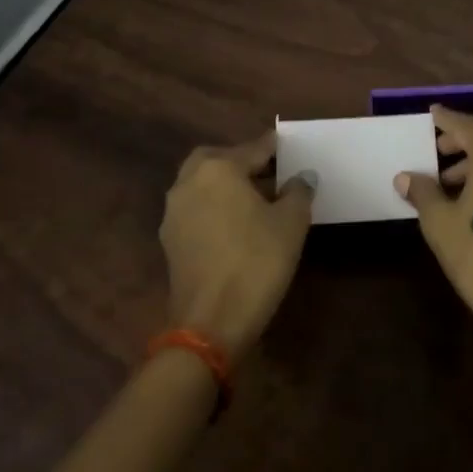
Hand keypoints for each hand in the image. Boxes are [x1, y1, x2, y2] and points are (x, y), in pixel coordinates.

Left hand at [161, 133, 312, 363]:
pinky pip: (196, 209)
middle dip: (241, 161)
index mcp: (218, 168)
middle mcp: (189, 182)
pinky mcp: (170, 241)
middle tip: (268, 173)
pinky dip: (214, 207)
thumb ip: (298, 191)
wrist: (211, 323)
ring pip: (202, 184)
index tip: (290, 148)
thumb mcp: (291, 223)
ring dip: (225, 185)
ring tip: (256, 201)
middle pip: (217, 159)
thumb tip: (302, 176)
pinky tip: (236, 225)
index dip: (275, 148)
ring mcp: (174, 212)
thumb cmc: (256, 262)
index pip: (253, 148)